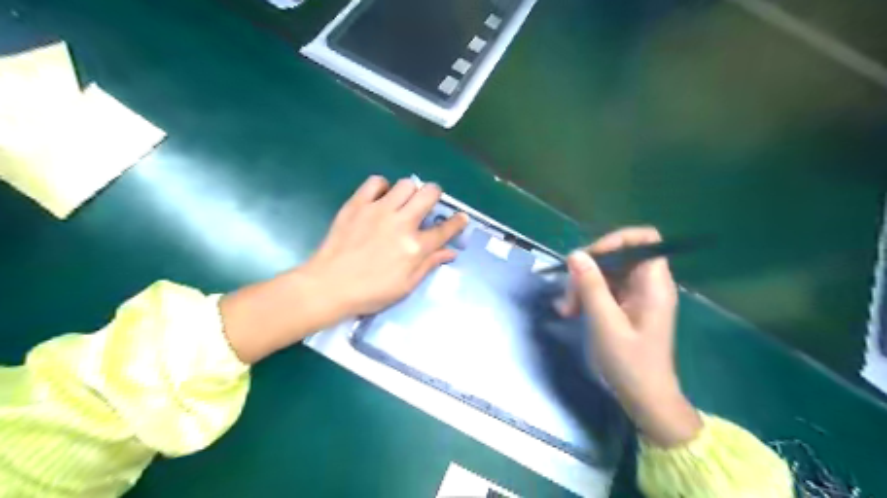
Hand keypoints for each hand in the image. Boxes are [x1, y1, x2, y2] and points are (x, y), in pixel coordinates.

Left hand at [220, 178, 470, 363]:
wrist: (329, 286)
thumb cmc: (370, 292)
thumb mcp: (406, 286)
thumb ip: (429, 265)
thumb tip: (450, 252)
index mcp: (415, 247)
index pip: (445, 229)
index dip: (458, 222)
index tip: (462, 217)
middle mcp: (401, 223)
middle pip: (429, 193)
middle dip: (435, 195)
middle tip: (428, 204)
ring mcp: (379, 210)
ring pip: (406, 184)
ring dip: (410, 191)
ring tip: (403, 202)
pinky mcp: (358, 204)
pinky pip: (375, 182)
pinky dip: (382, 187)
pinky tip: (380, 198)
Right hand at [559, 226, 699, 446]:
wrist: (645, 399)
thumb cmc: (630, 364)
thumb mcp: (605, 323)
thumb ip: (591, 286)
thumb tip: (575, 254)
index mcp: (653, 284)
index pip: (644, 239)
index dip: (616, 241)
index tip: (590, 258)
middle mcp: (647, 284)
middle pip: (618, 256)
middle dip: (589, 269)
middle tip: (569, 293)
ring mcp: (636, 295)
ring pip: (606, 273)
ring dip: (583, 285)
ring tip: (566, 309)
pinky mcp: (626, 306)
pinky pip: (604, 289)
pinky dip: (586, 296)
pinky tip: (570, 312)